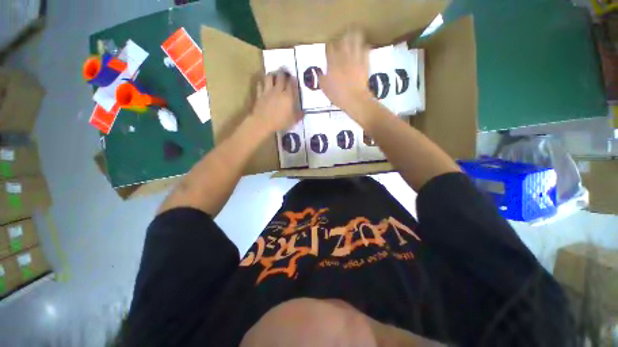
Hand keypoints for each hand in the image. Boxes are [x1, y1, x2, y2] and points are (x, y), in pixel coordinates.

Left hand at [251, 70, 302, 133]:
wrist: (263, 123)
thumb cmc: (280, 122)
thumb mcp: (293, 120)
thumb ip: (299, 115)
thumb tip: (304, 113)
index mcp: (288, 96)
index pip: (291, 84)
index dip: (293, 79)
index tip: (293, 77)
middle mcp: (278, 90)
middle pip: (280, 77)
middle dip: (283, 72)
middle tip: (284, 71)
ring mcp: (268, 91)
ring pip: (269, 77)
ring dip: (272, 74)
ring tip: (273, 75)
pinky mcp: (259, 94)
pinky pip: (260, 85)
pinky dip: (261, 83)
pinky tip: (262, 84)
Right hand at [320, 30, 373, 113]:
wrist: (355, 99)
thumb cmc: (338, 96)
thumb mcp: (325, 89)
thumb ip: (322, 79)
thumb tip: (320, 73)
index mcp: (333, 64)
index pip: (330, 49)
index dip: (329, 45)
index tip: (329, 45)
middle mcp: (344, 58)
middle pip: (342, 41)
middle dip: (342, 36)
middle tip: (342, 35)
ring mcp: (355, 59)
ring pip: (355, 41)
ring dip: (354, 35)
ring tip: (354, 31)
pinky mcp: (365, 63)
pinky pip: (365, 50)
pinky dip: (364, 46)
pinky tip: (364, 44)